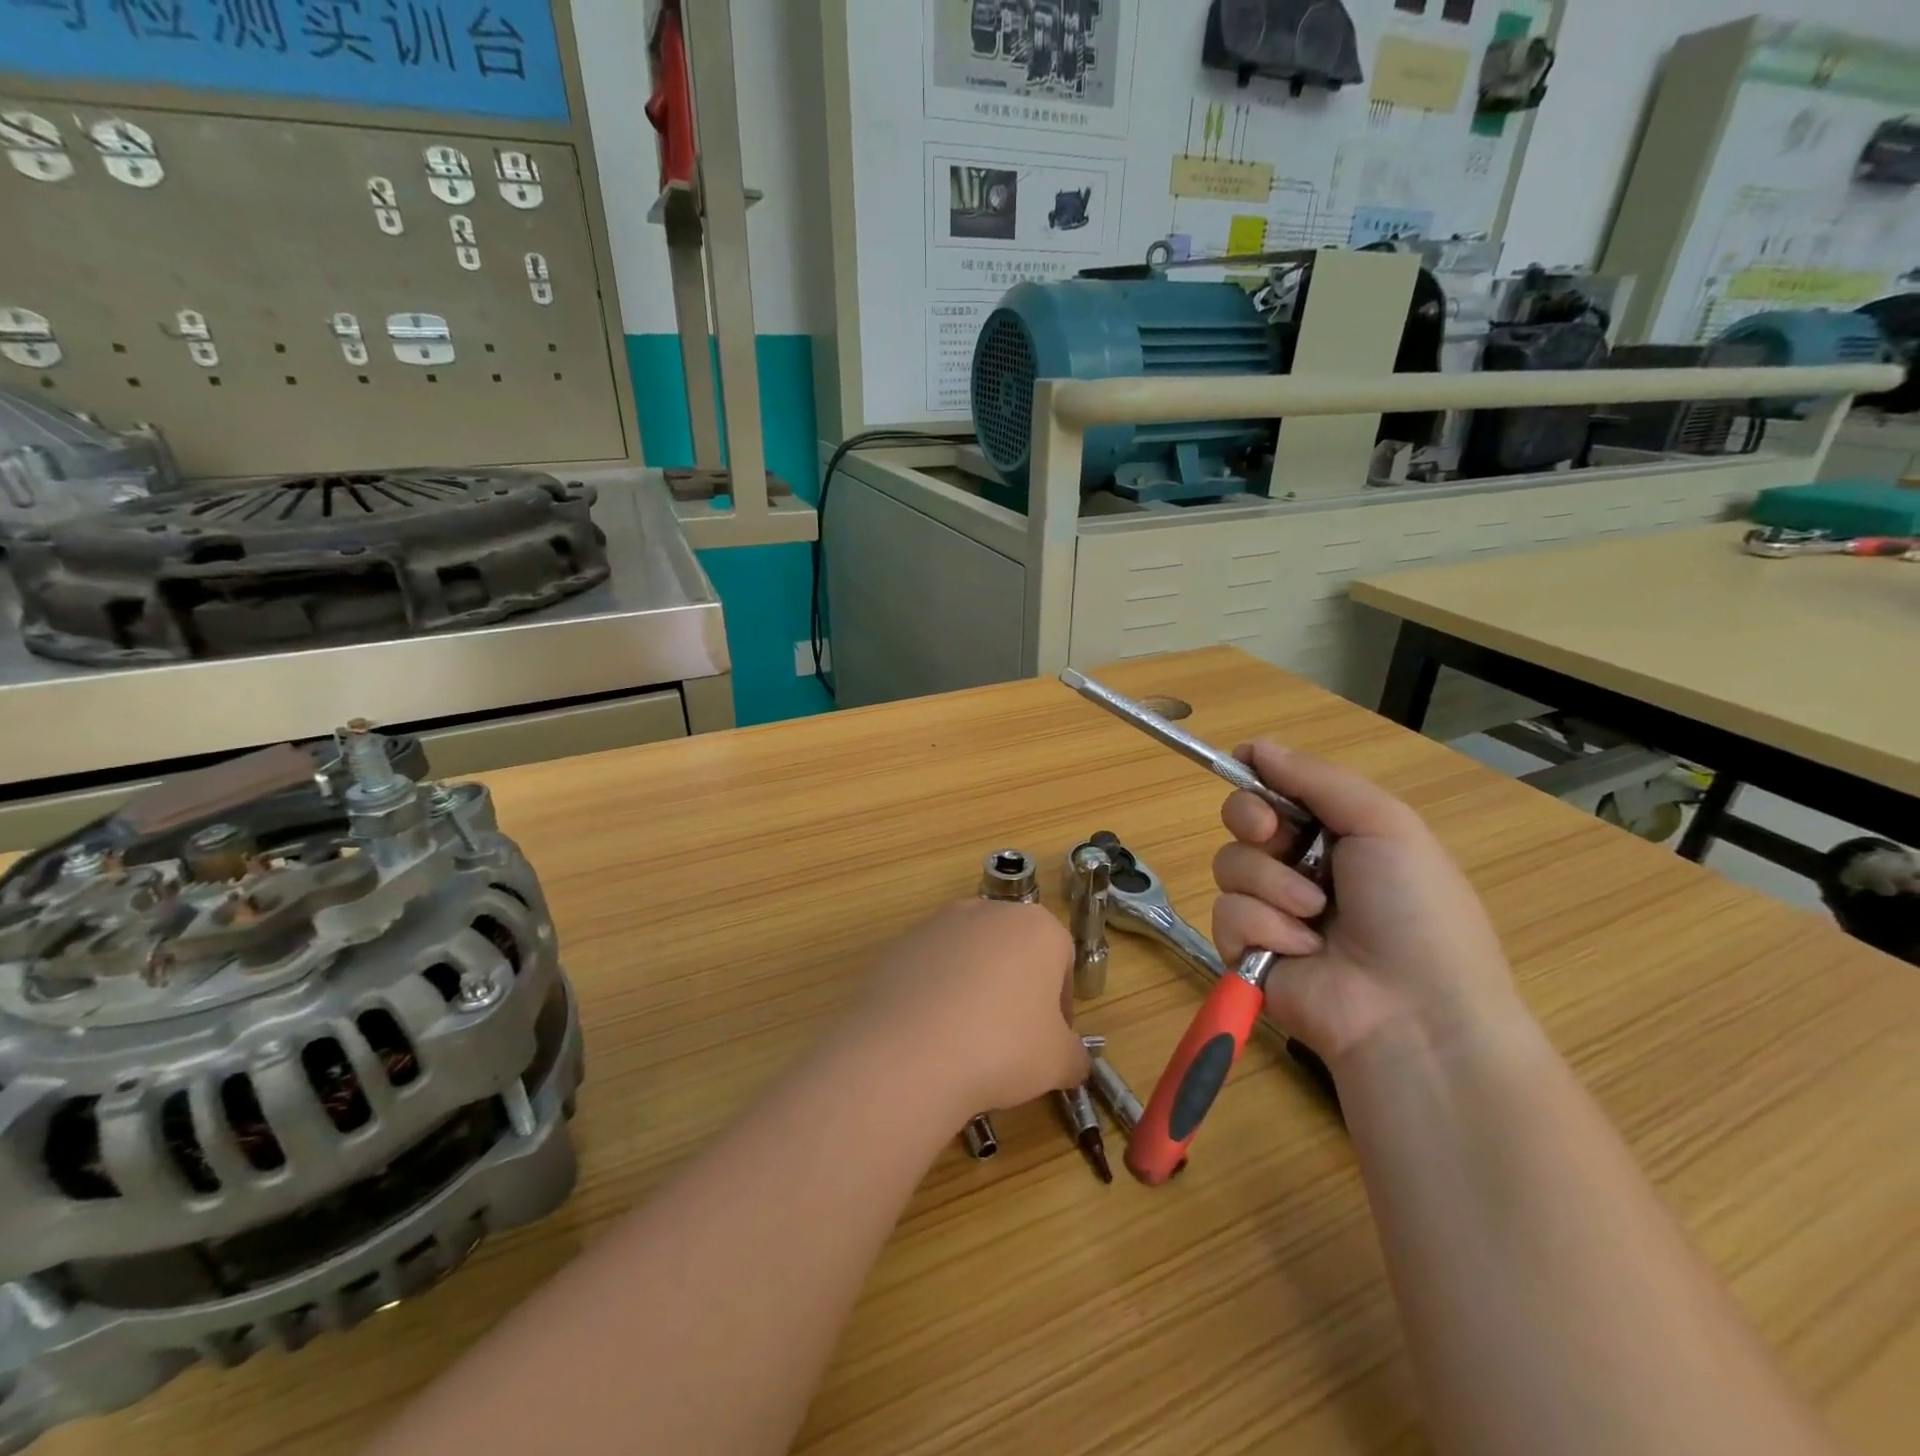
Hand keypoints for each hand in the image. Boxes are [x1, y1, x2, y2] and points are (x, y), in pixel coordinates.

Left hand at [849, 900, 1088, 1123]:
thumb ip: (1075, 1056)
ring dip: (975, 987)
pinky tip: (931, 1032)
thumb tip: (1074, 1061)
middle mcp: (989, 911)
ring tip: (966, 1038)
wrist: (910, 1050)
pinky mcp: (902, 942)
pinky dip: (936, 992)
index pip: (1062, 960)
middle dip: (1017, 989)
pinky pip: (932, 968)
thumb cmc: (1003, 1046)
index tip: (1050, 1040)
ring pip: (971, 956)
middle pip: (1014, 950)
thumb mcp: (1059, 1062)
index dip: (1060, 1004)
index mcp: (1037, 927)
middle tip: (1011, 1039)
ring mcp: (940, 922)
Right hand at [1211, 741, 1524, 1067]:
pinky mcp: (1247, 950)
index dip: (1259, 780)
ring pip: (1229, 866)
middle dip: (1252, 822)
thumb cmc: (1414, 910)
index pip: (1276, 790)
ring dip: (1271, 886)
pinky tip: (1300, 951)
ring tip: (1313, 917)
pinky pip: (1226, 915)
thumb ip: (1317, 780)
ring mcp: (1271, 910)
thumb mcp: (1384, 826)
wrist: (1415, 1014)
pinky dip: (1261, 928)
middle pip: (1241, 820)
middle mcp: (1300, 867)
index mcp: (1338, 835)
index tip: (1249, 772)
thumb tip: (1254, 746)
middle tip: (1274, 838)